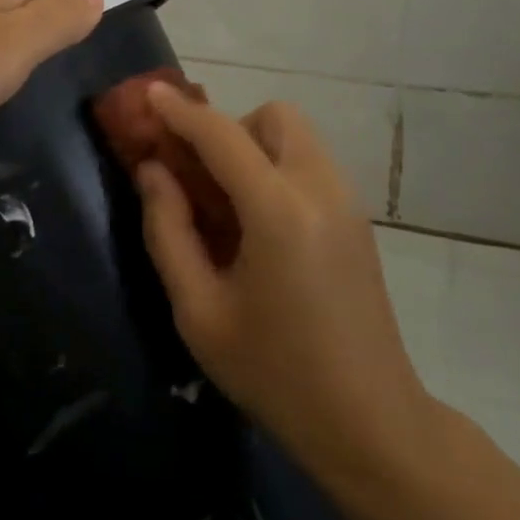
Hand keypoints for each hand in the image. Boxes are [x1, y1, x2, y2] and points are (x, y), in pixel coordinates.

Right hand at [136, 84, 442, 500]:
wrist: (372, 426)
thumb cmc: (275, 372)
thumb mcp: (199, 311)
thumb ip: (168, 230)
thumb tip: (151, 170)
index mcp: (279, 210)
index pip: (221, 134)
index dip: (179, 111)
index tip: (147, 94)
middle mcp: (320, 190)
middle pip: (273, 117)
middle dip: (229, 129)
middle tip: (199, 174)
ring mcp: (347, 203)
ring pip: (296, 137)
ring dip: (254, 146)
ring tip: (225, 201)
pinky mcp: (357, 221)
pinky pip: (310, 165)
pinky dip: (276, 168)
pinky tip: (257, 224)